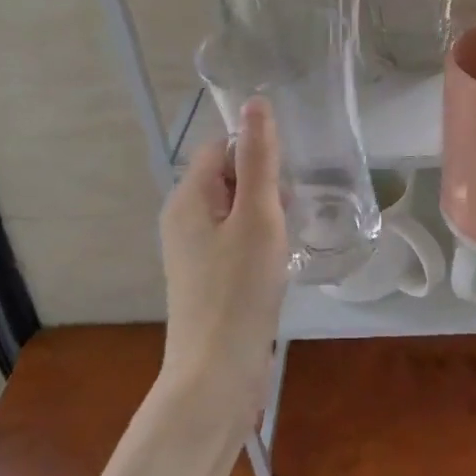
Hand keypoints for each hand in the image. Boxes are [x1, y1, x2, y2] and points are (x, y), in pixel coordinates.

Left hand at [158, 98, 290, 420]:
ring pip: (234, 208)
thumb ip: (258, 158)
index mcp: (188, 197)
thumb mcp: (257, 216)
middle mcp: (183, 217)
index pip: (220, 146)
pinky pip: (234, 238)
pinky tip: (278, 260)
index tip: (287, 175)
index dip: (255, 150)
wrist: (217, 373)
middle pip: (227, 176)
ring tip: (290, 233)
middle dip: (263, 183)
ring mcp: (193, 250)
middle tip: (292, 208)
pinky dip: (258, 239)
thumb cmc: (239, 289)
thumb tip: (256, 102)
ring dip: (264, 212)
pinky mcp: (206, 276)